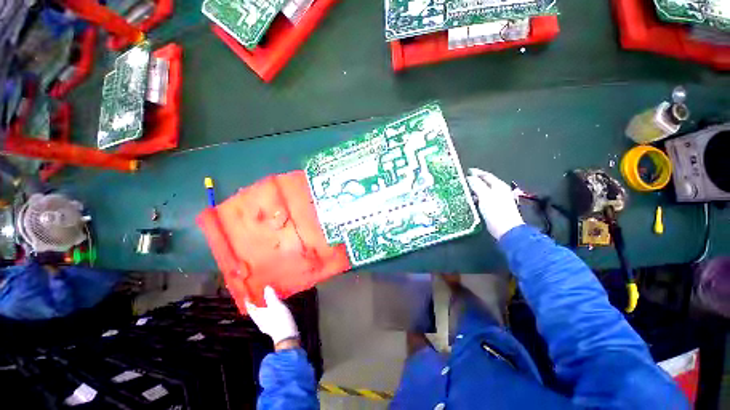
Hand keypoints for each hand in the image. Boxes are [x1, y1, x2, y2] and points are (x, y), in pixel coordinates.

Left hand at [245, 286, 299, 348]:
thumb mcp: (276, 305)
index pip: (250, 307)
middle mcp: (259, 320)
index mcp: (258, 315)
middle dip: (255, 304)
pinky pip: (267, 317)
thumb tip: (266, 287)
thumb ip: (271, 296)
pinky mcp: (272, 327)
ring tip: (266, 300)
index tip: (247, 295)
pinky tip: (274, 309)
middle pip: (254, 311)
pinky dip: (268, 311)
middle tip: (257, 296)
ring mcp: (266, 325)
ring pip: (261, 314)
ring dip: (262, 307)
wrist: (287, 335)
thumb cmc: (279, 319)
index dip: (248, 301)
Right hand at [466, 168, 523, 239]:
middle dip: (476, 180)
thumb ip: (477, 185)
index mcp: (498, 186)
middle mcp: (499, 191)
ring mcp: (498, 200)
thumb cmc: (496, 211)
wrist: (506, 229)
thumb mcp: (484, 195)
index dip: (477, 172)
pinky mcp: (495, 208)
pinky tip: (472, 200)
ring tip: (466, 190)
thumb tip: (470, 177)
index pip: (487, 175)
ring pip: (485, 191)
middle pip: (486, 183)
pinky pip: (484, 199)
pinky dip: (478, 197)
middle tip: (465, 180)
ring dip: (476, 190)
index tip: (468, 171)